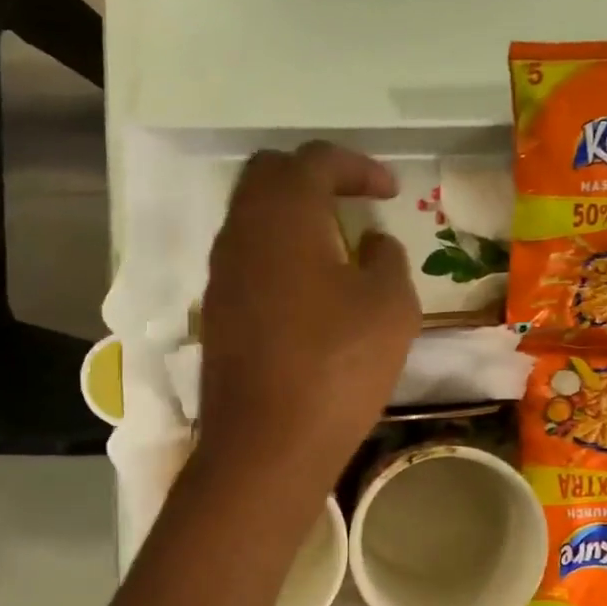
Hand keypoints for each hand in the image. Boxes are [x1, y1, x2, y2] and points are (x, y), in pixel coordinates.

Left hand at [194, 141, 420, 497]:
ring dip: (292, 219)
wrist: (266, 445)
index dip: (358, 166)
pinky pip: (246, 261)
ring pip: (252, 219)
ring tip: (335, 247)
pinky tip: (308, 292)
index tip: (390, 191)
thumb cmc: (337, 367)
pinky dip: (277, 256)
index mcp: (283, 215)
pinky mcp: (215, 314)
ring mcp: (220, 275)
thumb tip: (371, 244)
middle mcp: (240, 233)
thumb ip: (387, 259)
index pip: (315, 160)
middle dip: (314, 179)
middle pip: (270, 176)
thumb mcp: (391, 307)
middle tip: (353, 204)